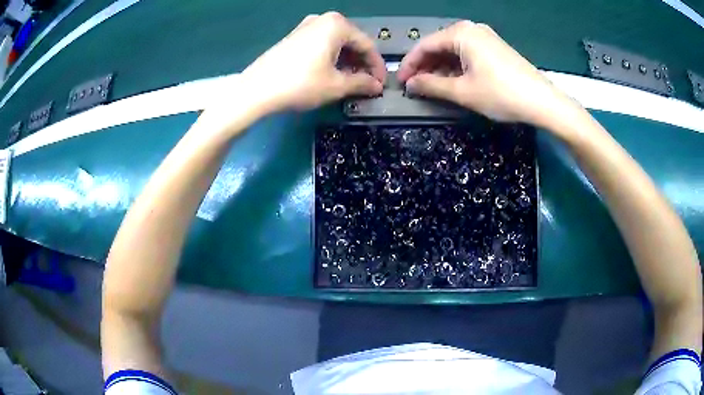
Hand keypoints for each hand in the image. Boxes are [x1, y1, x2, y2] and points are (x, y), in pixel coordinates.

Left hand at [241, 12, 385, 111]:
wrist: (256, 90)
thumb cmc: (300, 84)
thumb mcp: (336, 85)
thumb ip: (362, 83)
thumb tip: (377, 86)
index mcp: (337, 25)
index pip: (367, 45)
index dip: (377, 67)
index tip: (381, 85)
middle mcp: (323, 19)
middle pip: (351, 42)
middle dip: (361, 63)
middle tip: (366, 84)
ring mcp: (306, 26)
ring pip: (336, 43)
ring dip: (347, 62)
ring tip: (350, 82)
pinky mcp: (294, 36)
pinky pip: (321, 44)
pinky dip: (331, 58)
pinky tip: (331, 74)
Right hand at [397, 21, 576, 126]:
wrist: (542, 102)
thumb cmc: (501, 94)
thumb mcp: (463, 92)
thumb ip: (432, 86)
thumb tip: (410, 85)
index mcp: (461, 33)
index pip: (425, 45)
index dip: (410, 65)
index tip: (400, 83)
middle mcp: (471, 30)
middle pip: (439, 46)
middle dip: (425, 66)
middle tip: (415, 87)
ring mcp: (485, 38)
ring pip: (453, 51)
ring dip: (440, 68)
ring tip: (431, 87)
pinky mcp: (494, 49)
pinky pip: (467, 54)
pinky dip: (456, 68)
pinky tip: (452, 82)